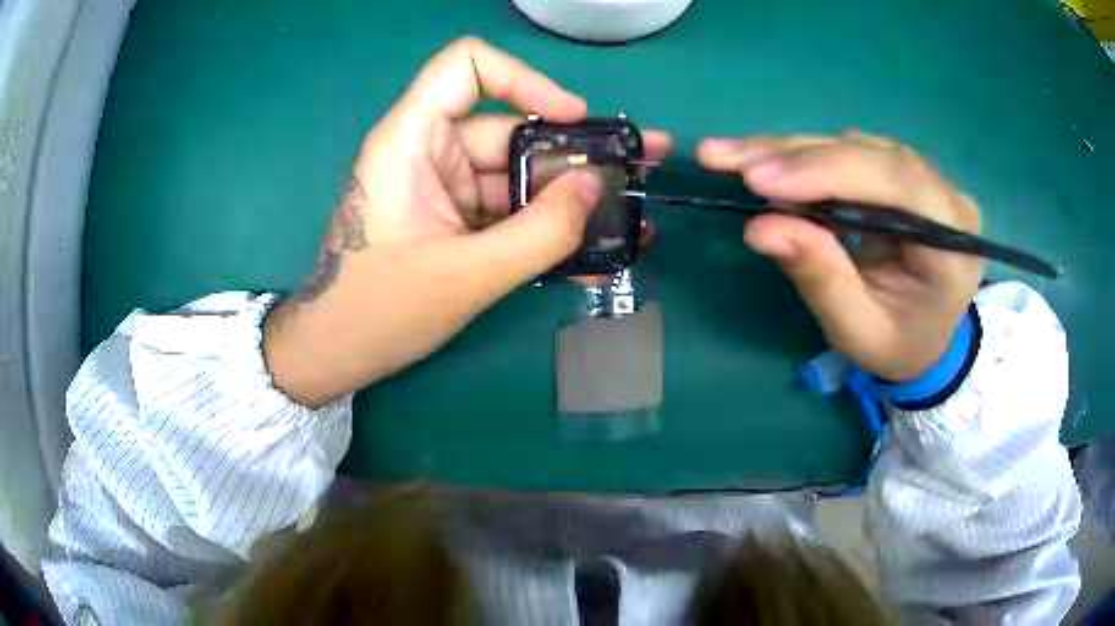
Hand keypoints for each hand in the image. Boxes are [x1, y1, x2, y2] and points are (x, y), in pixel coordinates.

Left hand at [264, 37, 671, 406]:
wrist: (339, 352)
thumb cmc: (380, 310)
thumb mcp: (467, 274)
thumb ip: (541, 232)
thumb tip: (598, 188)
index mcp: (411, 140)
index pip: (466, 67)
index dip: (524, 79)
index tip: (571, 118)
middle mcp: (428, 151)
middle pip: (508, 130)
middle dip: (572, 154)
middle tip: (637, 169)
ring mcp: (441, 187)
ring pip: (513, 175)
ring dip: (565, 199)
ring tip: (626, 219)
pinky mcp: (451, 218)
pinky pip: (505, 210)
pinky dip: (541, 227)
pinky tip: (587, 252)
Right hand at [698, 133, 982, 380]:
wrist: (926, 340)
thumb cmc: (898, 345)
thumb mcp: (859, 331)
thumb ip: (821, 279)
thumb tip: (760, 227)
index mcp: (953, 243)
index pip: (898, 183)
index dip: (830, 172)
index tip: (760, 180)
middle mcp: (944, 196)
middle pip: (871, 154)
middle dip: (797, 156)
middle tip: (726, 158)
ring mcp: (924, 178)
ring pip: (853, 145)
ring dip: (790, 150)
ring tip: (730, 156)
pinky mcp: (899, 172)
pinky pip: (848, 151)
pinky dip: (801, 156)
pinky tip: (763, 161)